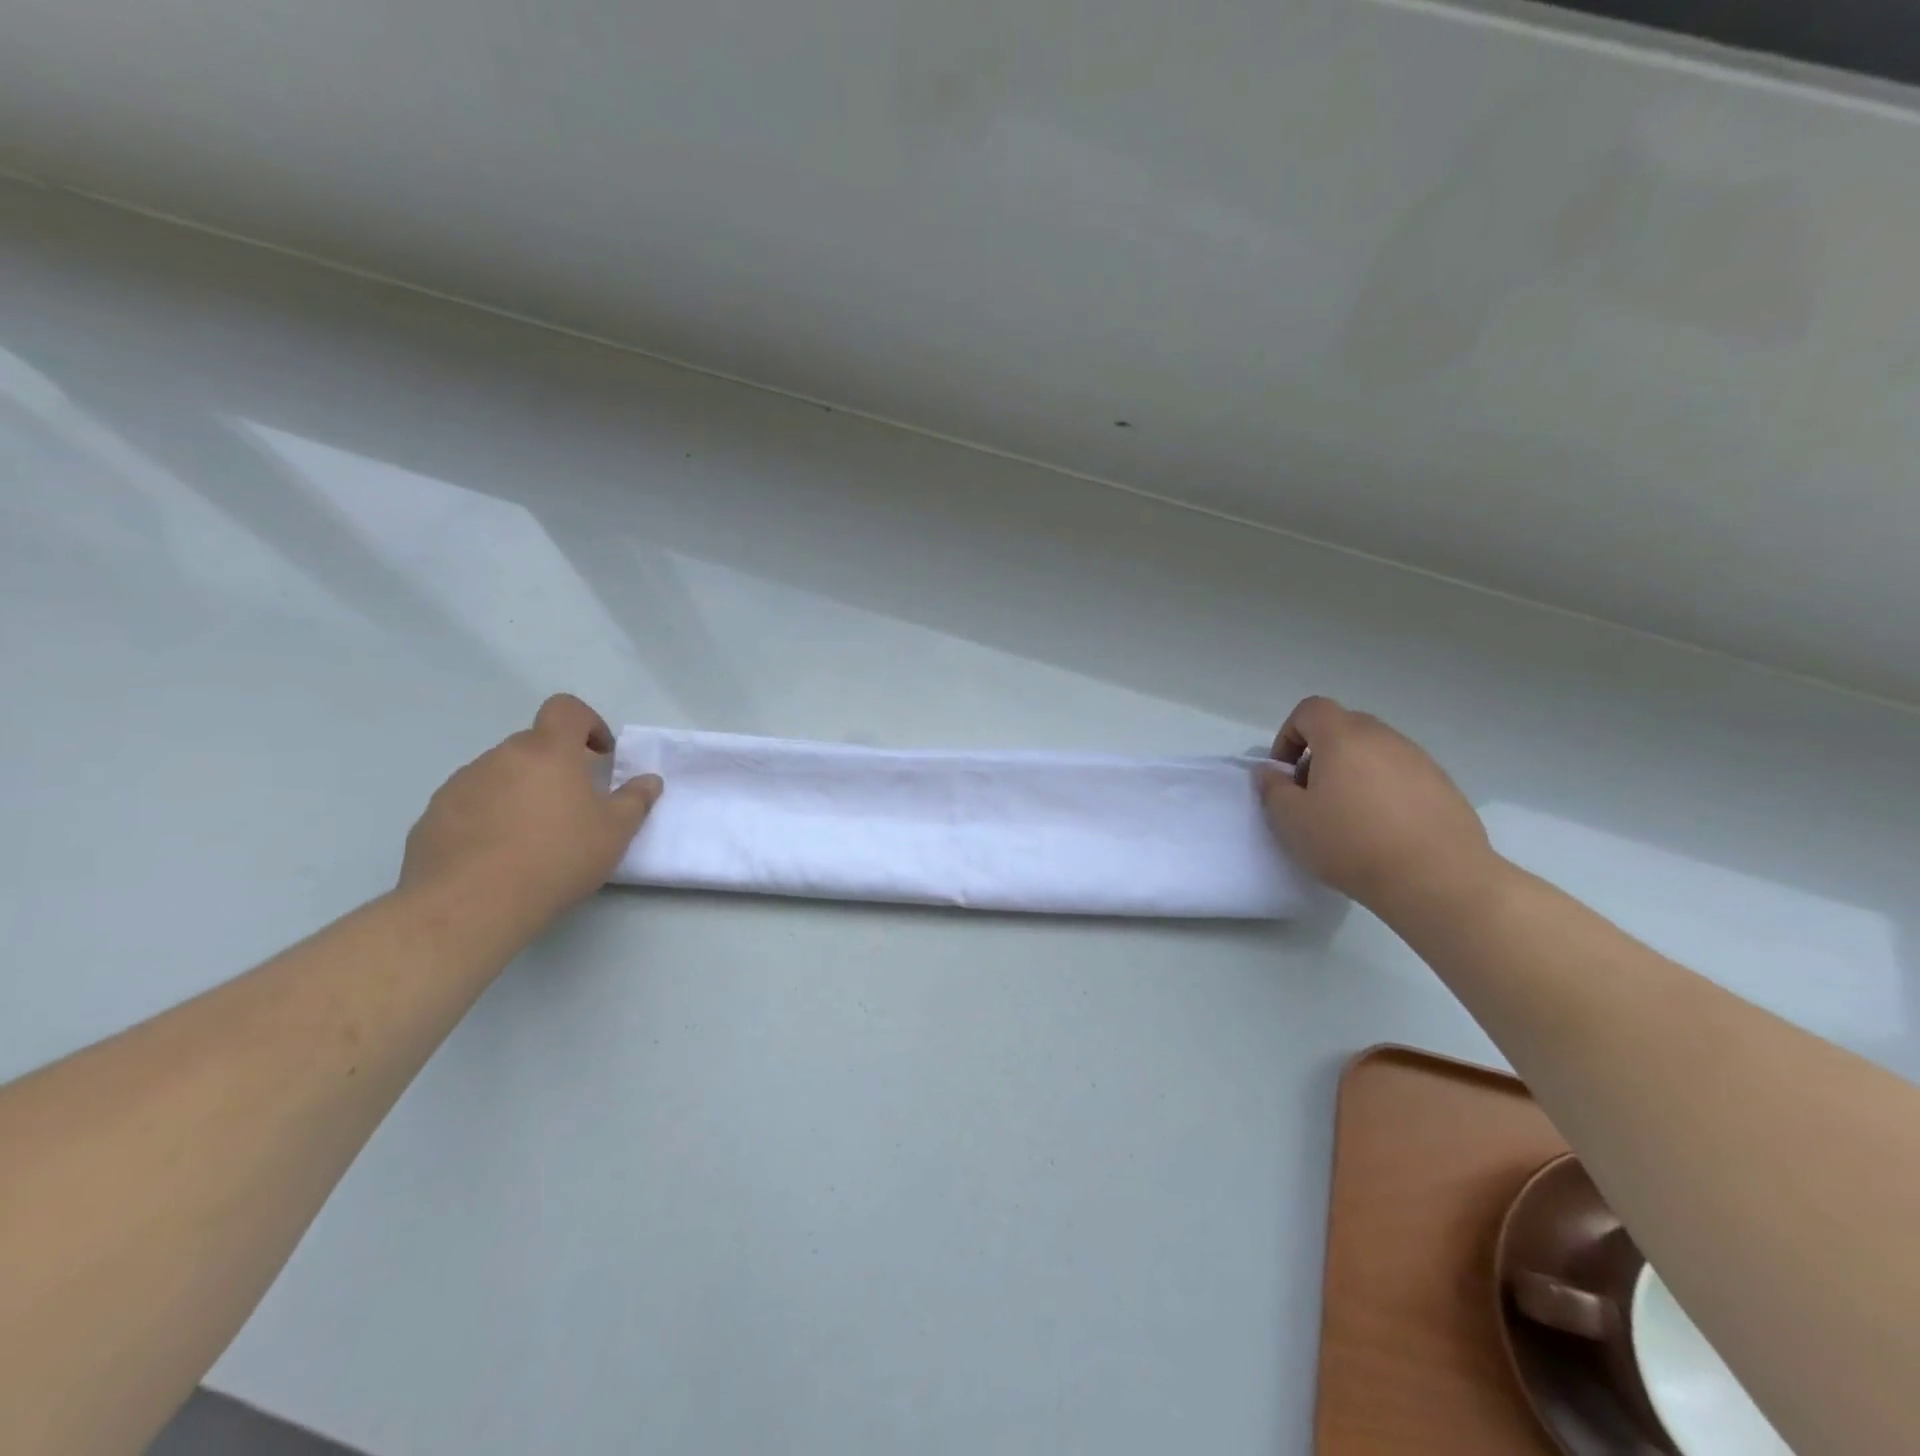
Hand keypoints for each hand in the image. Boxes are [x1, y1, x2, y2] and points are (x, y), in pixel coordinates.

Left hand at [399, 694, 662, 929]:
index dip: (587, 723)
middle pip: (534, 745)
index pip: (566, 709)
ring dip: (521, 792)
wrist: (469, 905)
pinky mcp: (433, 816)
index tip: (600, 755)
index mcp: (548, 752)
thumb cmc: (556, 858)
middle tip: (573, 806)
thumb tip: (649, 780)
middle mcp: (501, 757)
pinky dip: (489, 817)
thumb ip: (635, 800)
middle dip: (557, 766)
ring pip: (501, 774)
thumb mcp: (615, 833)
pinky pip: (471, 804)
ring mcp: (461, 784)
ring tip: (533, 837)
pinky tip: (498, 856)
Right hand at [1258, 696, 1496, 921]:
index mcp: (1343, 737)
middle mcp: (1383, 738)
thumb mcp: (1291, 820)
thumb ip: (1272, 788)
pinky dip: (1384, 792)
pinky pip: (1401, 776)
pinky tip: (1383, 830)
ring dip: (1353, 773)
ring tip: (1349, 817)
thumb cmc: (1351, 843)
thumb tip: (1270, 771)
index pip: (1310, 710)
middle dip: (1320, 754)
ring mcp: (1419, 760)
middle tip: (1312, 795)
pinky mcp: (1444, 786)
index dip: (1289, 735)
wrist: (1436, 879)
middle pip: (1343, 728)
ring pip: (1374, 753)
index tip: (1285, 773)